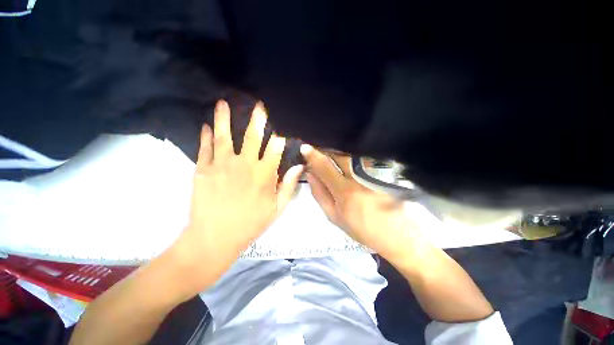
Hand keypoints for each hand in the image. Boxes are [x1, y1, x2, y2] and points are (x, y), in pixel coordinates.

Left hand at [172, 100, 302, 292]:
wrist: (215, 238)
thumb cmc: (250, 224)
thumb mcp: (277, 208)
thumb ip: (289, 185)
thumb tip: (299, 166)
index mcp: (264, 174)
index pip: (275, 147)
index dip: (279, 135)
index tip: (281, 126)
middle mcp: (244, 164)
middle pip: (252, 136)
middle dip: (257, 119)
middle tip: (258, 105)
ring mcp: (221, 165)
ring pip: (224, 136)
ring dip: (224, 118)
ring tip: (223, 103)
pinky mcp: (202, 169)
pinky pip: (205, 148)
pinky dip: (206, 135)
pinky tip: (206, 126)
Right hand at [301, 144, 422, 258]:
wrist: (400, 234)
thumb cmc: (363, 229)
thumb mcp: (335, 217)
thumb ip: (320, 195)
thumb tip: (310, 175)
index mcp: (344, 191)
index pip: (325, 167)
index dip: (313, 155)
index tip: (305, 147)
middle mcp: (359, 178)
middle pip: (340, 154)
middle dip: (327, 148)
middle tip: (320, 147)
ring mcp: (374, 172)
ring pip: (353, 153)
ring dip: (340, 149)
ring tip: (333, 150)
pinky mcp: (385, 170)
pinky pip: (365, 156)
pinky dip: (354, 153)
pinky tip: (350, 155)